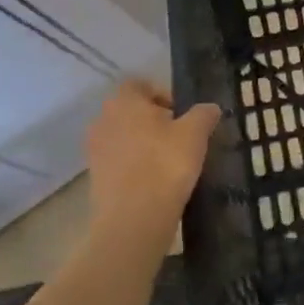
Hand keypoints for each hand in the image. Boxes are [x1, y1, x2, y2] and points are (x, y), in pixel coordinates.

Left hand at [83, 81, 220, 241]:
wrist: (133, 219)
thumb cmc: (165, 164)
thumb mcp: (196, 132)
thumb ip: (204, 114)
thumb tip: (209, 108)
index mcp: (124, 102)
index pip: (139, 85)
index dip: (162, 94)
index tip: (181, 113)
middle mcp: (102, 121)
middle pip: (130, 111)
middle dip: (153, 120)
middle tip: (179, 136)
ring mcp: (95, 151)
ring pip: (123, 137)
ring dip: (143, 143)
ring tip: (168, 160)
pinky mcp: (95, 178)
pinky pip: (118, 162)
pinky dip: (134, 165)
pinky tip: (155, 180)